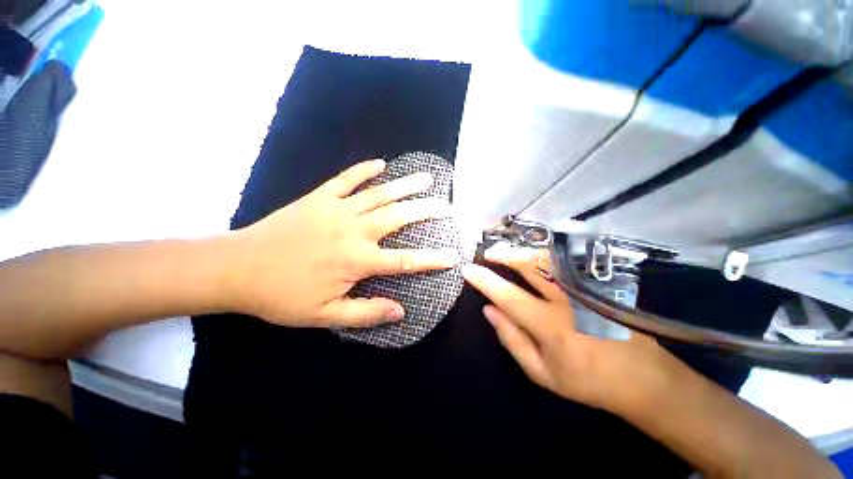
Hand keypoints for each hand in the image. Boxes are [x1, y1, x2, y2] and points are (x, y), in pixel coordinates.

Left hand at [225, 159, 458, 328]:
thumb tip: (400, 311)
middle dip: (427, 211)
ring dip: (406, 185)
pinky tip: (380, 163)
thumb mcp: (324, 315)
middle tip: (447, 207)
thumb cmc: (282, 295)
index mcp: (357, 260)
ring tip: (427, 178)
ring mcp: (337, 209)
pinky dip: (364, 170)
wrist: (237, 268)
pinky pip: (347, 179)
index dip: (432, 259)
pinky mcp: (320, 197)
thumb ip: (366, 313)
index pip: (405, 260)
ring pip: (379, 193)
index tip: (453, 256)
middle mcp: (354, 230)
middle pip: (399, 217)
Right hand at [462, 243, 666, 410]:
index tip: (469, 270)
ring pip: (548, 259)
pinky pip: (564, 263)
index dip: (486, 280)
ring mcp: (585, 289)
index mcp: (550, 326)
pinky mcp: (598, 285)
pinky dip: (543, 255)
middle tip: (488, 253)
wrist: (643, 379)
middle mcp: (567, 301)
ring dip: (523, 252)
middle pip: (530, 267)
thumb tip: (489, 310)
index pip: (508, 296)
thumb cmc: (587, 381)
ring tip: (506, 252)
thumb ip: (512, 339)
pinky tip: (532, 255)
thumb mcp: (542, 372)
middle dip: (505, 255)